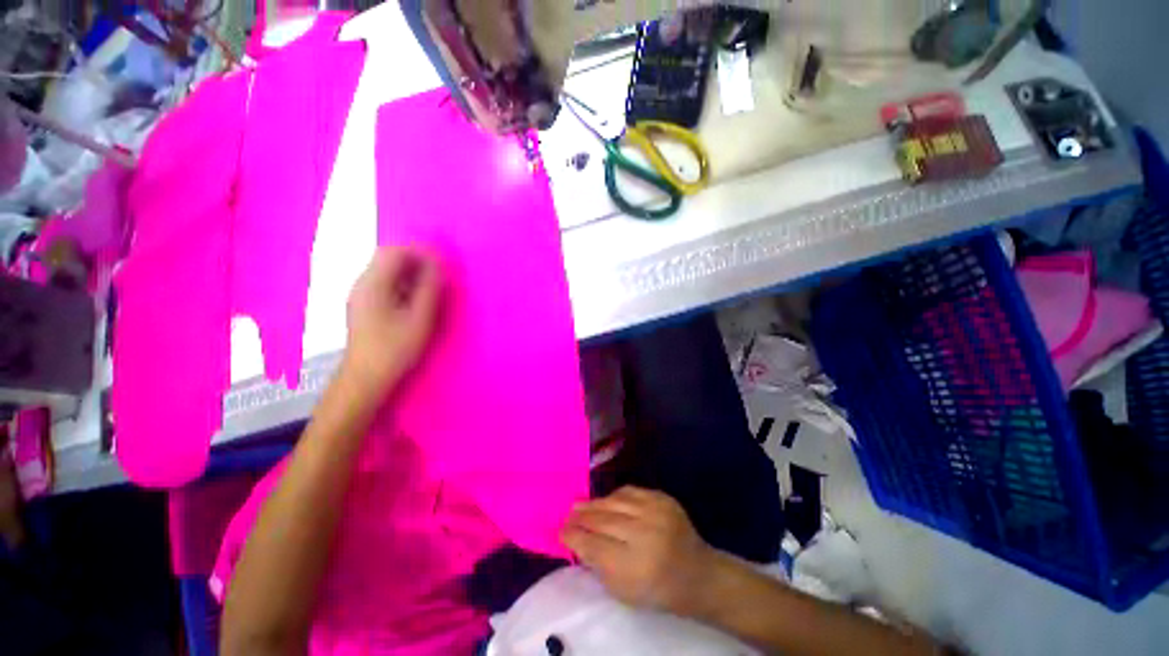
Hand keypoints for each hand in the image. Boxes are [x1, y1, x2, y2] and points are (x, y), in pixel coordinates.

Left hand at [342, 246, 441, 398]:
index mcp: (373, 283)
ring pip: (386, 270)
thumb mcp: (420, 318)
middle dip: (416, 260)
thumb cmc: (395, 348)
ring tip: (431, 286)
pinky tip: (415, 298)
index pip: (394, 251)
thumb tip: (438, 263)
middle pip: (388, 257)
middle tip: (439, 274)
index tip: (441, 262)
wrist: (366, 377)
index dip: (420, 251)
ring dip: (410, 271)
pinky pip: (384, 282)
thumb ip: (429, 288)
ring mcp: (360, 294)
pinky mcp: (363, 304)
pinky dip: (402, 283)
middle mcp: (362, 283)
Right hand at [561, 486, 717, 616]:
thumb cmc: (658, 590)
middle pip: (602, 519)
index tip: (561, 531)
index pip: (593, 545)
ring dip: (594, 503)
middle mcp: (644, 533)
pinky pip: (631, 491)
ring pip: (614, 501)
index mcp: (634, 565)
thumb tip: (576, 541)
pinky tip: (606, 500)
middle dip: (581, 517)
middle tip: (568, 515)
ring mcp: (655, 511)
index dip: (574, 536)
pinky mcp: (662, 498)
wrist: (697, 573)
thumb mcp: (624, 591)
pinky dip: (614, 496)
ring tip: (580, 504)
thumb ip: (598, 566)